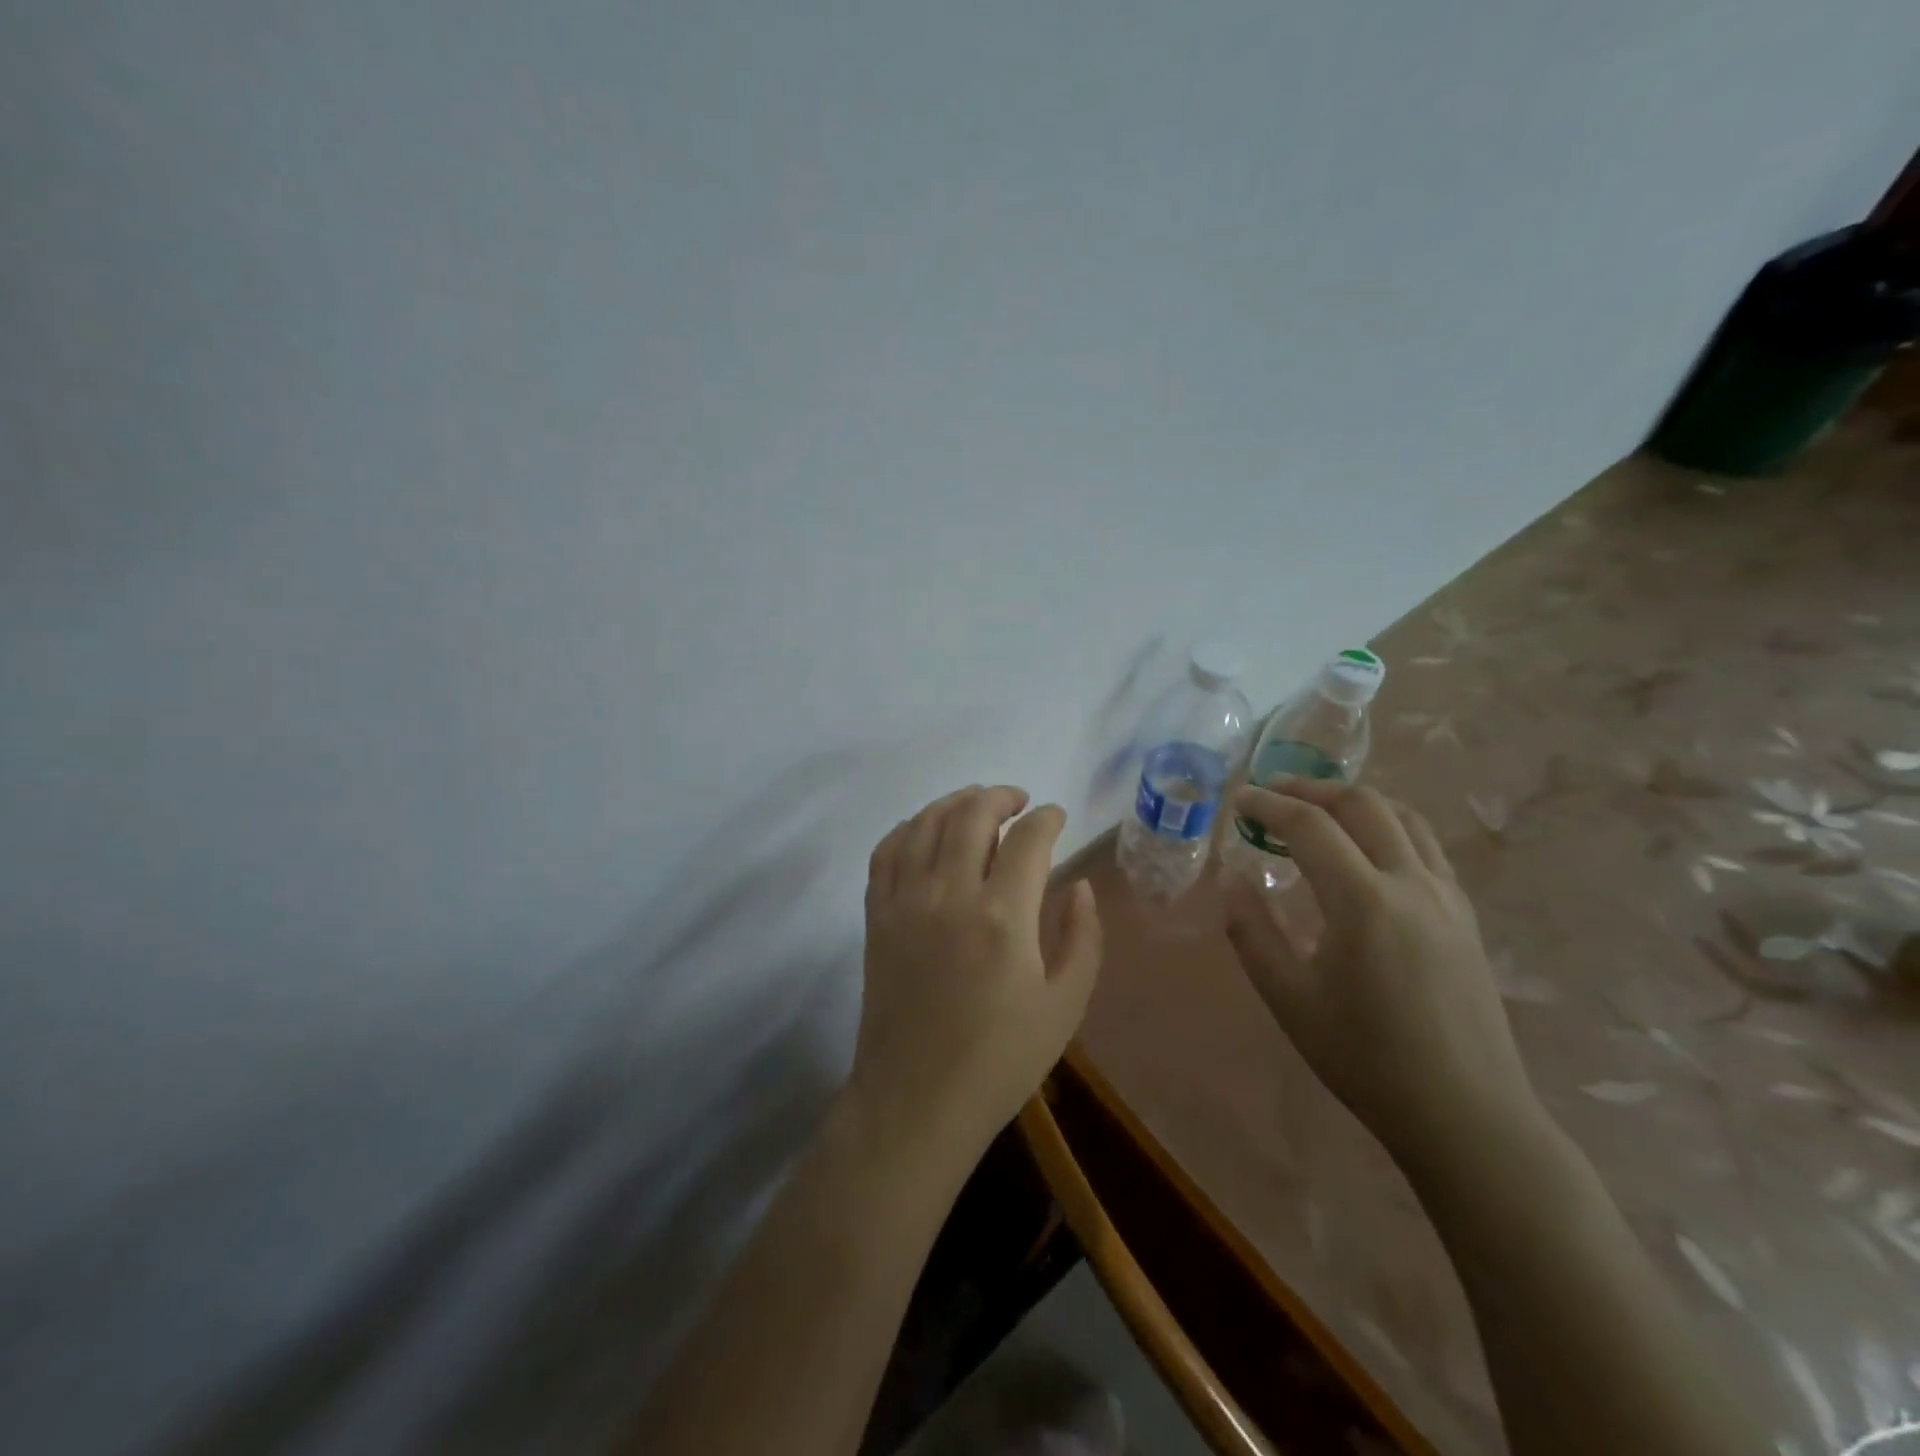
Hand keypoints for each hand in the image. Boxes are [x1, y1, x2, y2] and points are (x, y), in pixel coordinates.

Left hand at [849, 785, 1102, 1156]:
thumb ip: (1082, 937)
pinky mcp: (876, 916)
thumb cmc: (1000, 1060)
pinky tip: (925, 831)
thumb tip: (1079, 885)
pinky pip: (886, 852)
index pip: (1028, 839)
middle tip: (1019, 801)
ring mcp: (905, 901)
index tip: (1057, 816)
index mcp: (1003, 917)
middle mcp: (949, 894)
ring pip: (925, 823)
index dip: (1048, 818)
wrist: (916, 1101)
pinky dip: (908, 828)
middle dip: (1000, 797)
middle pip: (972, 815)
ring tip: (977, 805)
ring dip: (955, 803)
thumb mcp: (1065, 1006)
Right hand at [1223, 777, 1539, 1166]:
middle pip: (1361, 804)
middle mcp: (1411, 883)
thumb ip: (1252, 930)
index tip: (1238, 798)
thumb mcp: (1288, 998)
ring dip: (1353, 801)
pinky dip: (1387, 825)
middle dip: (1310, 789)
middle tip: (1272, 793)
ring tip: (1317, 810)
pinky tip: (1365, 850)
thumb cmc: (1365, 1058)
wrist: (1465, 1113)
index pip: (1309, 826)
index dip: (1268, 804)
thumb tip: (1231, 878)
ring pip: (1402, 816)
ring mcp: (1446, 896)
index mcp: (1363, 902)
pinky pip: (1425, 845)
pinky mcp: (1464, 915)